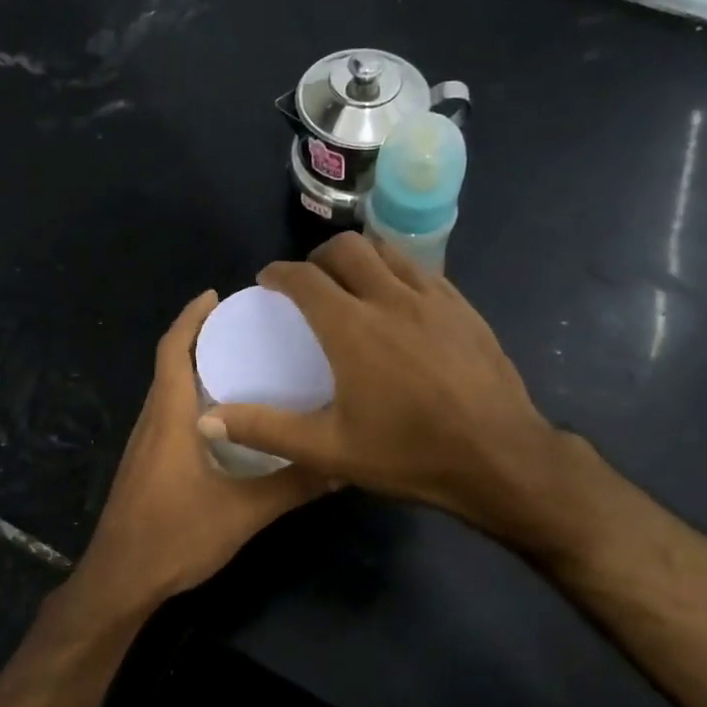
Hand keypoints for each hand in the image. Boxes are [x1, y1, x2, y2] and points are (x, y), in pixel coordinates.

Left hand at [71, 291, 327, 611]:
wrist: (120, 582)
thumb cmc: (175, 536)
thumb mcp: (244, 512)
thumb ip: (293, 486)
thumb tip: (343, 466)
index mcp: (169, 418)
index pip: (172, 350)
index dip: (190, 317)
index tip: (216, 295)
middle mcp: (151, 422)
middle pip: (169, 365)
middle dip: (198, 338)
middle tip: (242, 328)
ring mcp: (143, 446)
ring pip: (167, 393)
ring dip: (194, 370)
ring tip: (238, 365)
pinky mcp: (144, 467)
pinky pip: (167, 417)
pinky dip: (191, 401)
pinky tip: (222, 422)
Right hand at [198, 234, 562, 535]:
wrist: (499, 457)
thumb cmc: (409, 454)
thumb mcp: (329, 450)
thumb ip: (266, 429)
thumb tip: (207, 418)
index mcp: (352, 327)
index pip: (305, 278)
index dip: (280, 273)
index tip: (268, 279)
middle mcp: (391, 298)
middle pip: (348, 249)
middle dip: (319, 257)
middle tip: (309, 282)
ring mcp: (435, 298)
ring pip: (389, 251)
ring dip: (361, 257)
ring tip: (352, 283)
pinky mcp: (465, 308)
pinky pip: (423, 271)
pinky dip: (398, 272)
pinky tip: (399, 302)